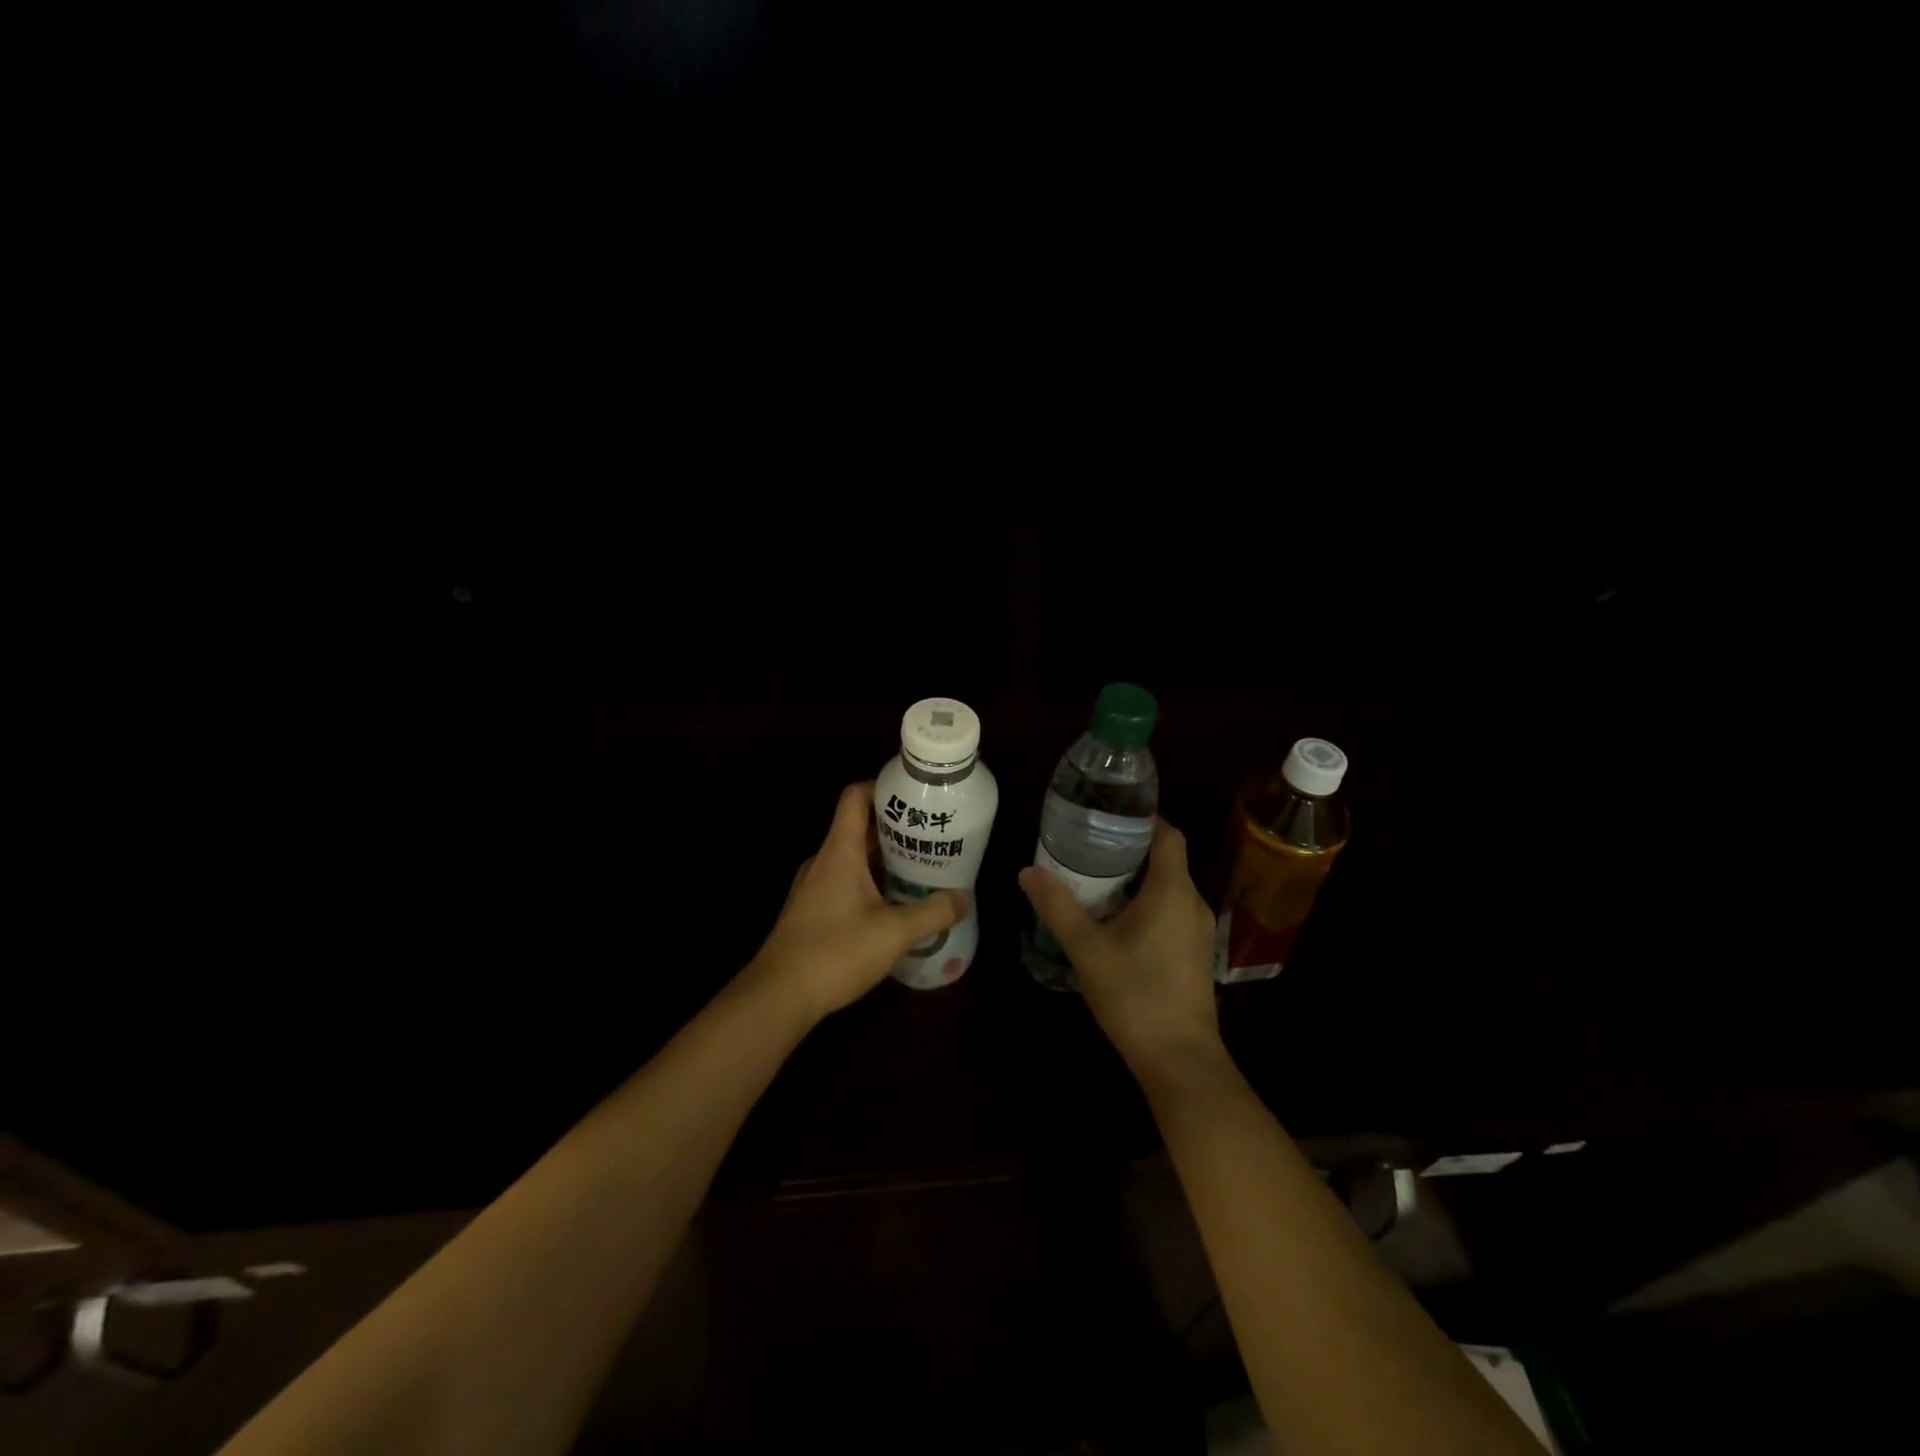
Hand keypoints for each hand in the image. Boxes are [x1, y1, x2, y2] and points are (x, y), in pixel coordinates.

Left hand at [743, 781, 966, 1023]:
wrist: (778, 996)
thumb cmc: (835, 951)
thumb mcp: (894, 933)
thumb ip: (932, 912)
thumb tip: (962, 898)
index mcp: (840, 851)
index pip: (856, 797)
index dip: (883, 787)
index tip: (915, 794)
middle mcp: (825, 860)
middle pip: (860, 828)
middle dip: (897, 829)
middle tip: (933, 837)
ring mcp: (815, 886)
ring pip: (855, 859)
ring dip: (886, 860)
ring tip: (922, 870)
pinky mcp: (813, 911)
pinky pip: (846, 883)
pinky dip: (872, 884)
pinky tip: (896, 906)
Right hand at [1018, 819, 1222, 1079]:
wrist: (1179, 1060)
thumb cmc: (1134, 995)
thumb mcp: (1087, 949)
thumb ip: (1058, 907)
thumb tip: (1028, 871)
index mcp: (1172, 891)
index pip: (1168, 834)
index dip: (1143, 819)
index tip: (1108, 818)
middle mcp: (1193, 903)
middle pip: (1166, 860)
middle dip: (1129, 851)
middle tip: (1087, 850)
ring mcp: (1198, 931)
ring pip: (1168, 888)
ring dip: (1136, 881)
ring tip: (1095, 883)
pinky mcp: (1195, 954)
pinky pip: (1172, 912)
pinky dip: (1147, 905)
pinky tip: (1116, 923)